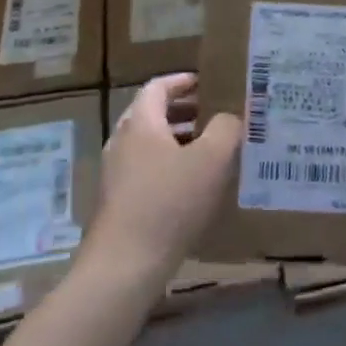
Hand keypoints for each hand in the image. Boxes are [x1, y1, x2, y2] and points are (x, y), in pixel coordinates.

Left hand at [89, 73, 239, 285]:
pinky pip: (147, 169)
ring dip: (178, 140)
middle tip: (215, 115)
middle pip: (152, 114)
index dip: (182, 81)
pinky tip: (193, 187)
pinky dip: (170, 165)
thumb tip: (229, 118)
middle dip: (184, 111)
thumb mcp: (211, 160)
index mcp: (141, 123)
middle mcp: (122, 141)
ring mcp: (116, 173)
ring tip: (210, 150)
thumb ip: (226, 129)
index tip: (206, 83)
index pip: (158, 87)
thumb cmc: (170, 202)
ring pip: (150, 144)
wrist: (125, 264)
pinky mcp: (118, 201)